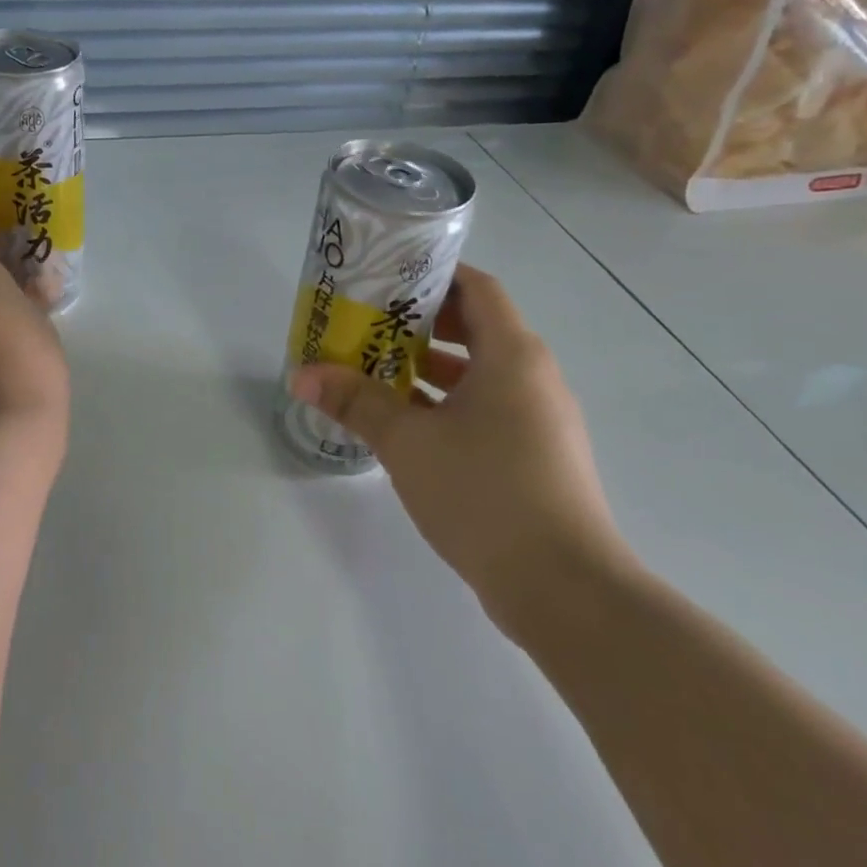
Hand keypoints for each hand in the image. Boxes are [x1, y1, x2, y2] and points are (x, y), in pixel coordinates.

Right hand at [289, 264, 632, 631]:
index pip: (477, 288)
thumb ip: (355, 401)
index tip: (386, 279)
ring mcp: (540, 420)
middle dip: (422, 324)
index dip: (433, 276)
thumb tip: (302, 375)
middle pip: (477, 328)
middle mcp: (534, 377)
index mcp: (512, 355)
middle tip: (369, 324)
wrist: (565, 590)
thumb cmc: (484, 492)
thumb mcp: (407, 441)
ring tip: (377, 371)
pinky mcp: (537, 456)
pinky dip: (449, 404)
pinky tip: (407, 425)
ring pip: (481, 373)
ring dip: (431, 369)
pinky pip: (489, 409)